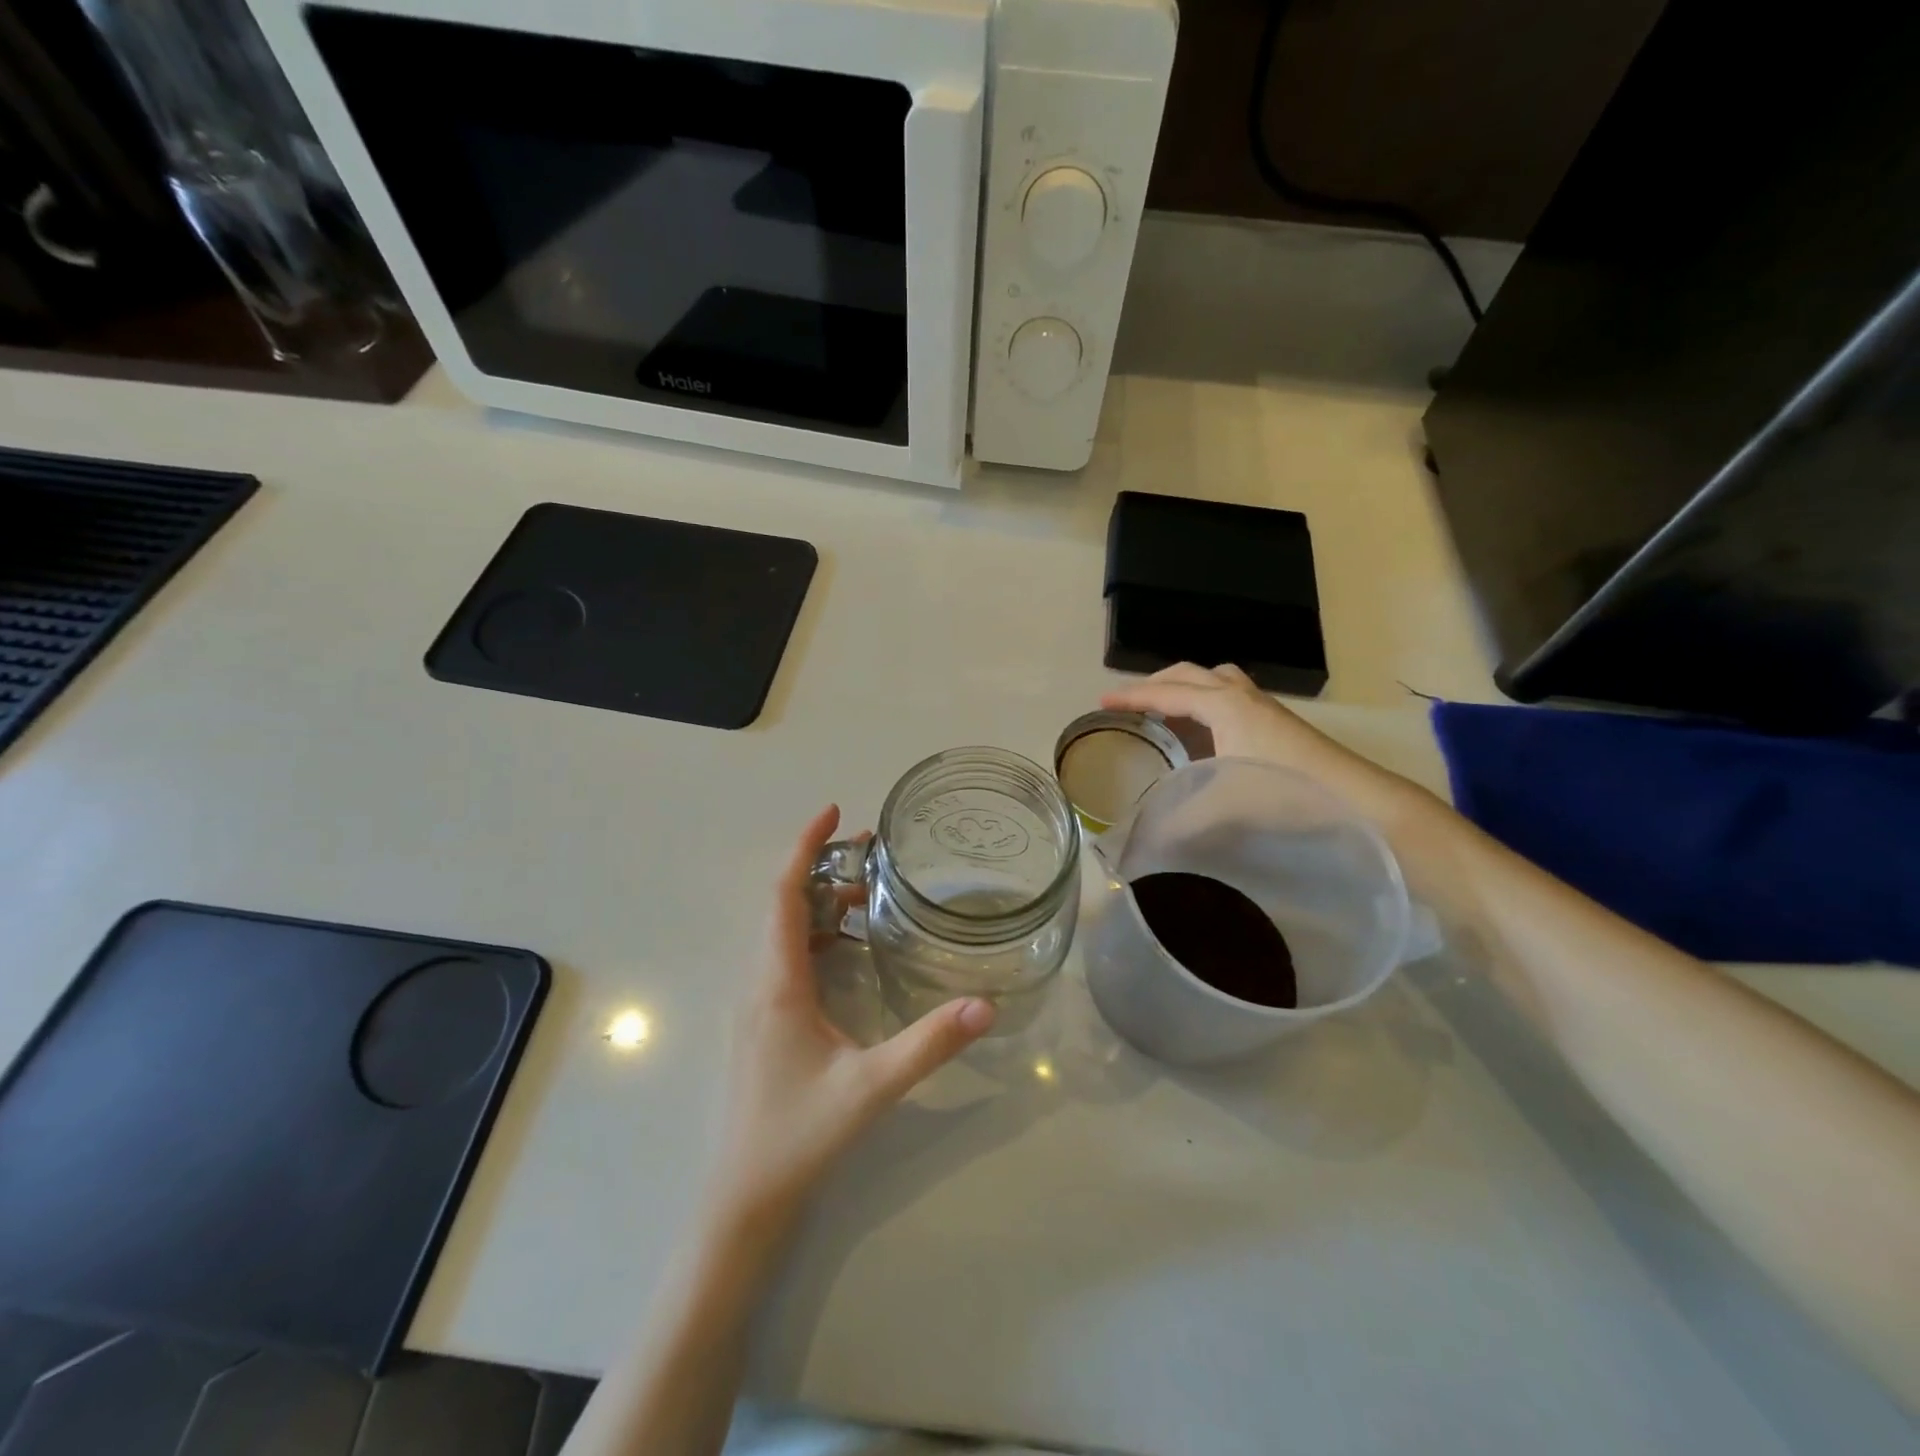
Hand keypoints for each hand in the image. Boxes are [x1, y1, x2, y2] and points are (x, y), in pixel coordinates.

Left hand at [710, 806, 995, 1233]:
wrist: (743, 1201)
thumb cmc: (798, 1137)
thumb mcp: (872, 1086)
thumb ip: (930, 1043)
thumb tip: (986, 1004)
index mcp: (777, 983)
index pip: (782, 894)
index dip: (804, 847)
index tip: (834, 813)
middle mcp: (760, 983)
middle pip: (783, 904)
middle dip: (821, 867)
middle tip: (872, 852)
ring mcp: (758, 1005)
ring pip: (783, 932)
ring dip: (819, 902)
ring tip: (868, 891)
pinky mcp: (764, 1024)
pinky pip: (786, 957)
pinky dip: (816, 934)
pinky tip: (850, 948)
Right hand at [1100, 662, 1433, 826]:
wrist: (1355, 797)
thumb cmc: (1284, 791)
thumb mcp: (1223, 807)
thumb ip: (1178, 822)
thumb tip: (1141, 841)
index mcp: (1222, 706)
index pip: (1166, 693)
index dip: (1131, 697)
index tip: (1101, 702)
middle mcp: (1241, 696)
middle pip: (1190, 674)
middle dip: (1156, 683)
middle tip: (1130, 703)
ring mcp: (1263, 706)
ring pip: (1215, 680)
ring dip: (1186, 687)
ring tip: (1166, 710)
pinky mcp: (1277, 721)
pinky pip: (1230, 695)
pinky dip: (1206, 702)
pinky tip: (1205, 732)